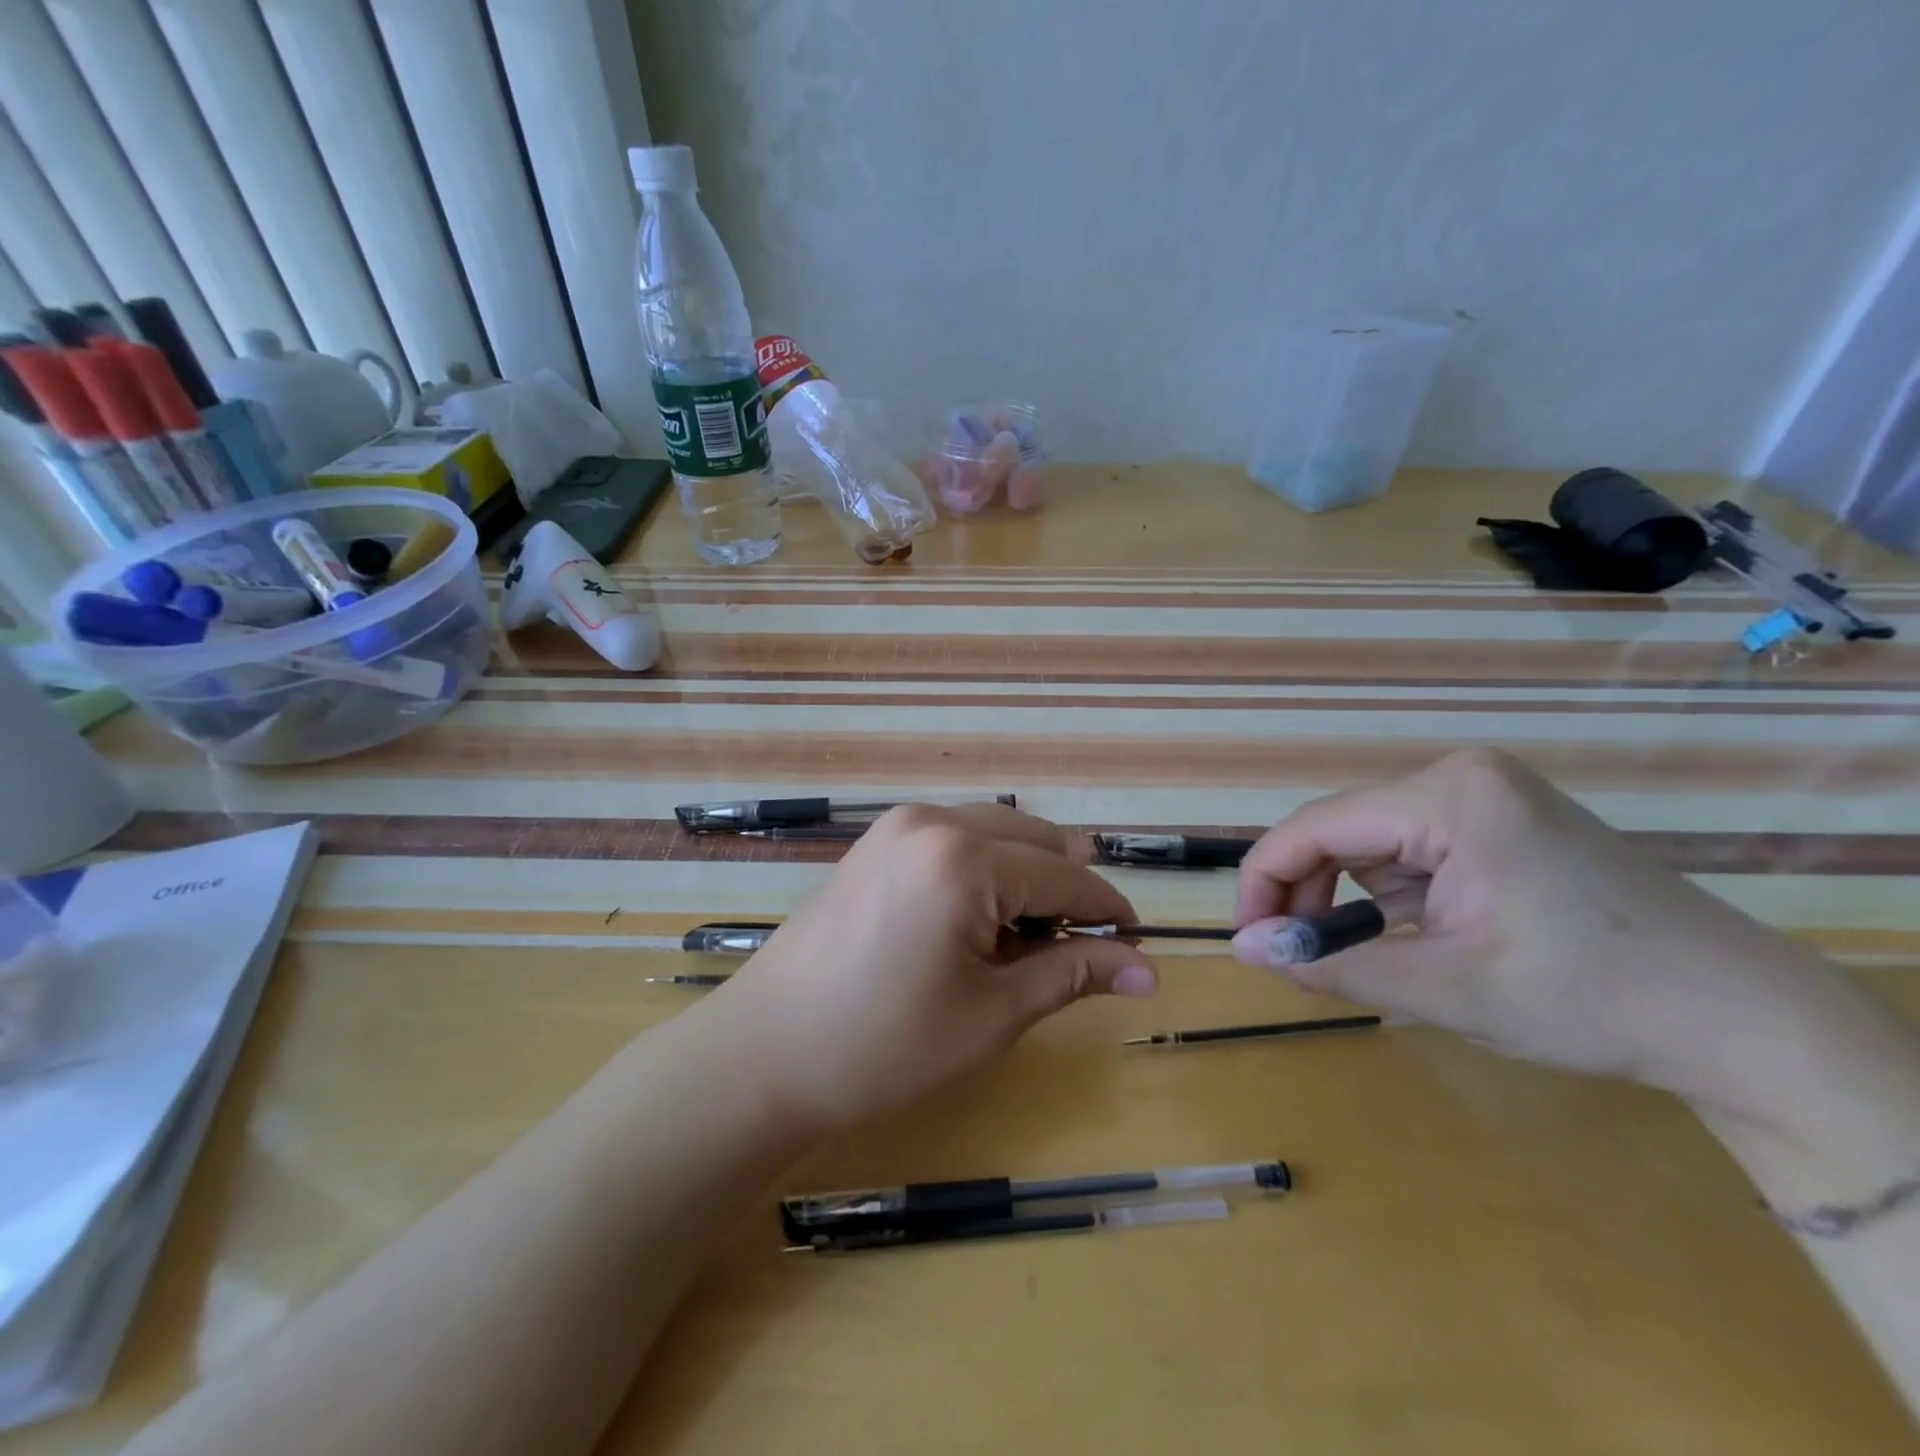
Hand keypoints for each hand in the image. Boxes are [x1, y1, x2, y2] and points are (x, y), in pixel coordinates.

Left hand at [717, 803, 1157, 1134]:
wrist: (765, 1052)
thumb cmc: (884, 1045)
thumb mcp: (992, 1015)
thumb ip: (1072, 974)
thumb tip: (1148, 969)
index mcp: (963, 857)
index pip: (1065, 875)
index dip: (1108, 912)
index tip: (1138, 949)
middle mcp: (931, 820)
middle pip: (1034, 840)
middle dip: (1065, 891)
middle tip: (1073, 956)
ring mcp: (897, 825)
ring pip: (995, 833)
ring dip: (1025, 878)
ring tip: (1021, 945)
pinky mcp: (876, 841)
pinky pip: (955, 839)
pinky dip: (984, 871)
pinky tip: (974, 923)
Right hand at [1231, 748, 1888, 1119]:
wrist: (1745, 1020)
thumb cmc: (1590, 1000)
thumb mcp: (1444, 989)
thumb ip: (1330, 965)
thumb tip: (1242, 951)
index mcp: (1446, 797)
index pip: (1313, 827)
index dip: (1265, 883)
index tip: (1250, 943)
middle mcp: (1457, 777)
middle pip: (1339, 829)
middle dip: (1309, 893)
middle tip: (1299, 960)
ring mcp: (1483, 794)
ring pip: (1369, 841)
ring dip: (1350, 897)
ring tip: (1365, 956)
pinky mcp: (1498, 819)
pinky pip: (1408, 848)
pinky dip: (1390, 894)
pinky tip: (1413, 935)